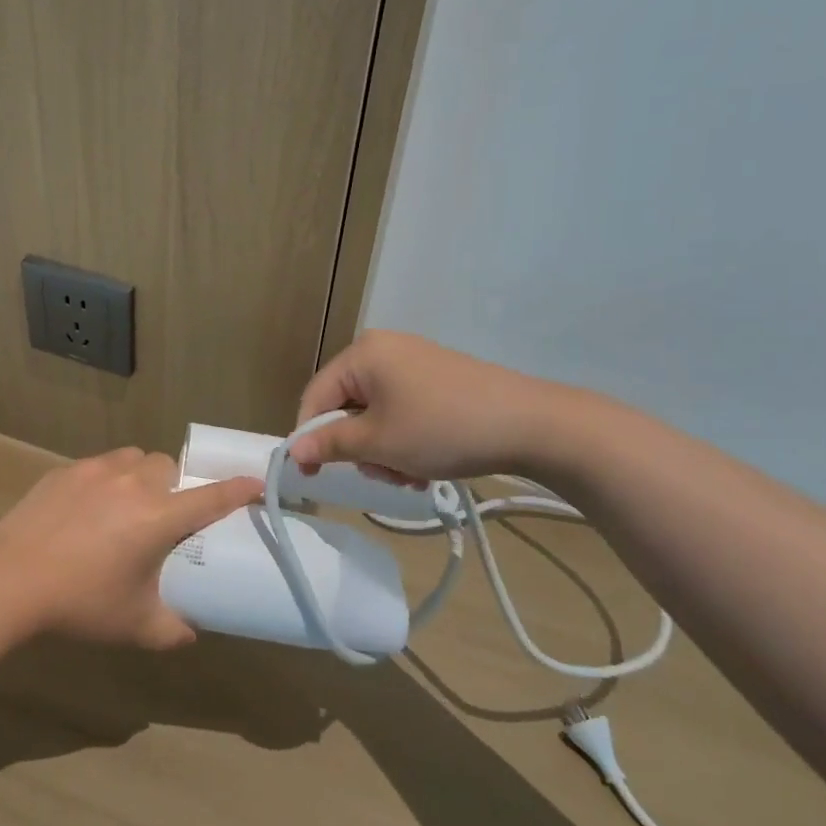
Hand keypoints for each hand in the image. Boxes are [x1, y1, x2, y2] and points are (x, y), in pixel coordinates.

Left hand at [0, 449, 261, 649]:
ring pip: (133, 459)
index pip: (211, 497)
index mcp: (158, 517)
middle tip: (163, 515)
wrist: (11, 580)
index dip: (239, 489)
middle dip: (174, 485)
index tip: (256, 482)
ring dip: (141, 475)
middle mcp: (133, 484)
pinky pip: (98, 465)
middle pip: (168, 467)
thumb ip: (172, 629)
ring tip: (126, 505)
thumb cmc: (82, 603)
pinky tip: (87, 509)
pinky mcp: (65, 470)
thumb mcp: (134, 625)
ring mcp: (96, 472)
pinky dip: (105, 480)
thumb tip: (191, 632)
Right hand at [290, 330, 568, 482]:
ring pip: (375, 413)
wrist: (531, 425)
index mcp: (362, 354)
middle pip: (346, 405)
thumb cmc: (442, 428)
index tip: (313, 475)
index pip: (315, 396)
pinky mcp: (438, 379)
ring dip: (383, 450)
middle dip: (358, 447)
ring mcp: (414, 362)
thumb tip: (294, 452)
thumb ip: (330, 444)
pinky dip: (405, 439)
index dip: (310, 437)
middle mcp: (384, 349)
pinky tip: (426, 464)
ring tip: (410, 475)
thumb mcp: (379, 442)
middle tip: (382, 474)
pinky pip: (402, 410)